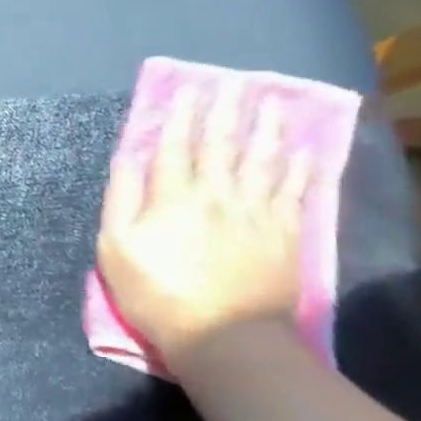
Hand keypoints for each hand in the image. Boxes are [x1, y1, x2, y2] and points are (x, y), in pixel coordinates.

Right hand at [95, 81, 309, 358]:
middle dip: (227, 110)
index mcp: (173, 196)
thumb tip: (128, 158)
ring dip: (268, 129)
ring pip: (264, 160)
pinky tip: (304, 151)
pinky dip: (300, 169)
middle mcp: (217, 195)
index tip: (188, 89)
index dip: (180, 115)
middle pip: (223, 144)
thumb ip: (121, 199)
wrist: (225, 338)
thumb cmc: (157, 292)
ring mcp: (256, 213)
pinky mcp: (285, 235)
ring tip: (273, 103)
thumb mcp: (116, 247)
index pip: (175, 145)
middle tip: (235, 82)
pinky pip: (294, 192)